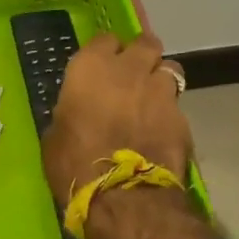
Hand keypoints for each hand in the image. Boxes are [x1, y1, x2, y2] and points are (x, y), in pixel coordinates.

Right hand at [41, 32, 189, 204]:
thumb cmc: (74, 164)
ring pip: (170, 69)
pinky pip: (177, 105)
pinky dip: (170, 113)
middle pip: (145, 43)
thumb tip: (76, 112)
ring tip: (151, 100)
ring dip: (160, 80)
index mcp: (90, 68)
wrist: (123, 198)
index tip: (101, 65)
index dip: (105, 52)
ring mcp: (160, 92)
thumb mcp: (55, 135)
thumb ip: (70, 112)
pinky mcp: (182, 118)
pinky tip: (161, 131)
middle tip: (133, 73)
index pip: (104, 39)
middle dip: (142, 54)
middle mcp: (128, 70)